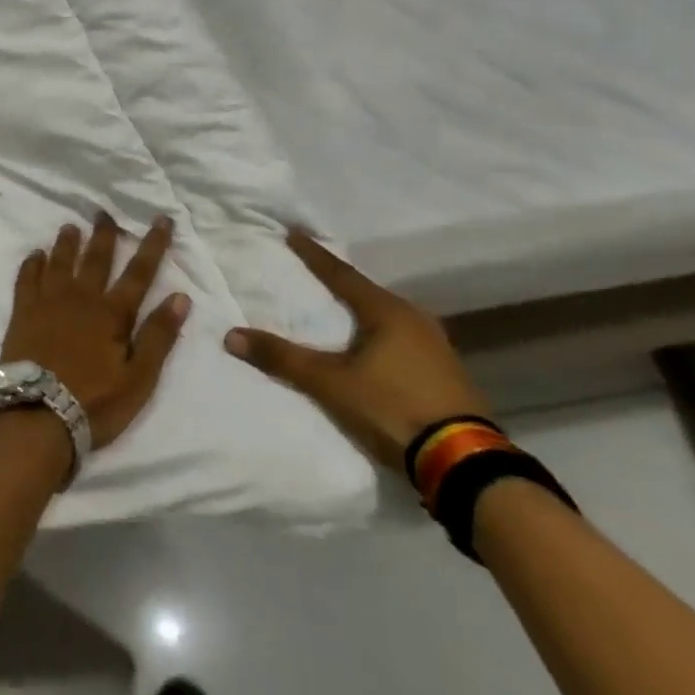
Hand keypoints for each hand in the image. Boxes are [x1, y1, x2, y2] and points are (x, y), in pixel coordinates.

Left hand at [0, 215, 190, 450]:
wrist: (36, 416)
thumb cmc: (94, 403)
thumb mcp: (139, 378)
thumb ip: (159, 336)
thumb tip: (180, 296)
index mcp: (112, 314)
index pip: (138, 273)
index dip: (153, 245)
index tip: (162, 219)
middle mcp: (80, 299)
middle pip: (95, 259)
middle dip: (104, 235)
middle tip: (104, 212)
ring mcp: (48, 303)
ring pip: (59, 263)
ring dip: (67, 243)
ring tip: (70, 226)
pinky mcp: (23, 314)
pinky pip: (27, 279)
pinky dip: (32, 264)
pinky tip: (35, 255)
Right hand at [224, 229, 491, 474]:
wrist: (463, 462)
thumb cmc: (392, 408)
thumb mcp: (330, 384)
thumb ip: (282, 359)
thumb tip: (231, 336)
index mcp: (387, 311)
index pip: (341, 274)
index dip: (314, 255)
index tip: (294, 233)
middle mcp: (415, 319)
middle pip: (368, 293)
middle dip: (341, 284)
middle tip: (316, 275)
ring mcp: (437, 346)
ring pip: (389, 318)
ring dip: (364, 312)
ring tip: (343, 312)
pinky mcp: (448, 373)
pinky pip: (404, 340)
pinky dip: (382, 337)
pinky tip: (375, 349)